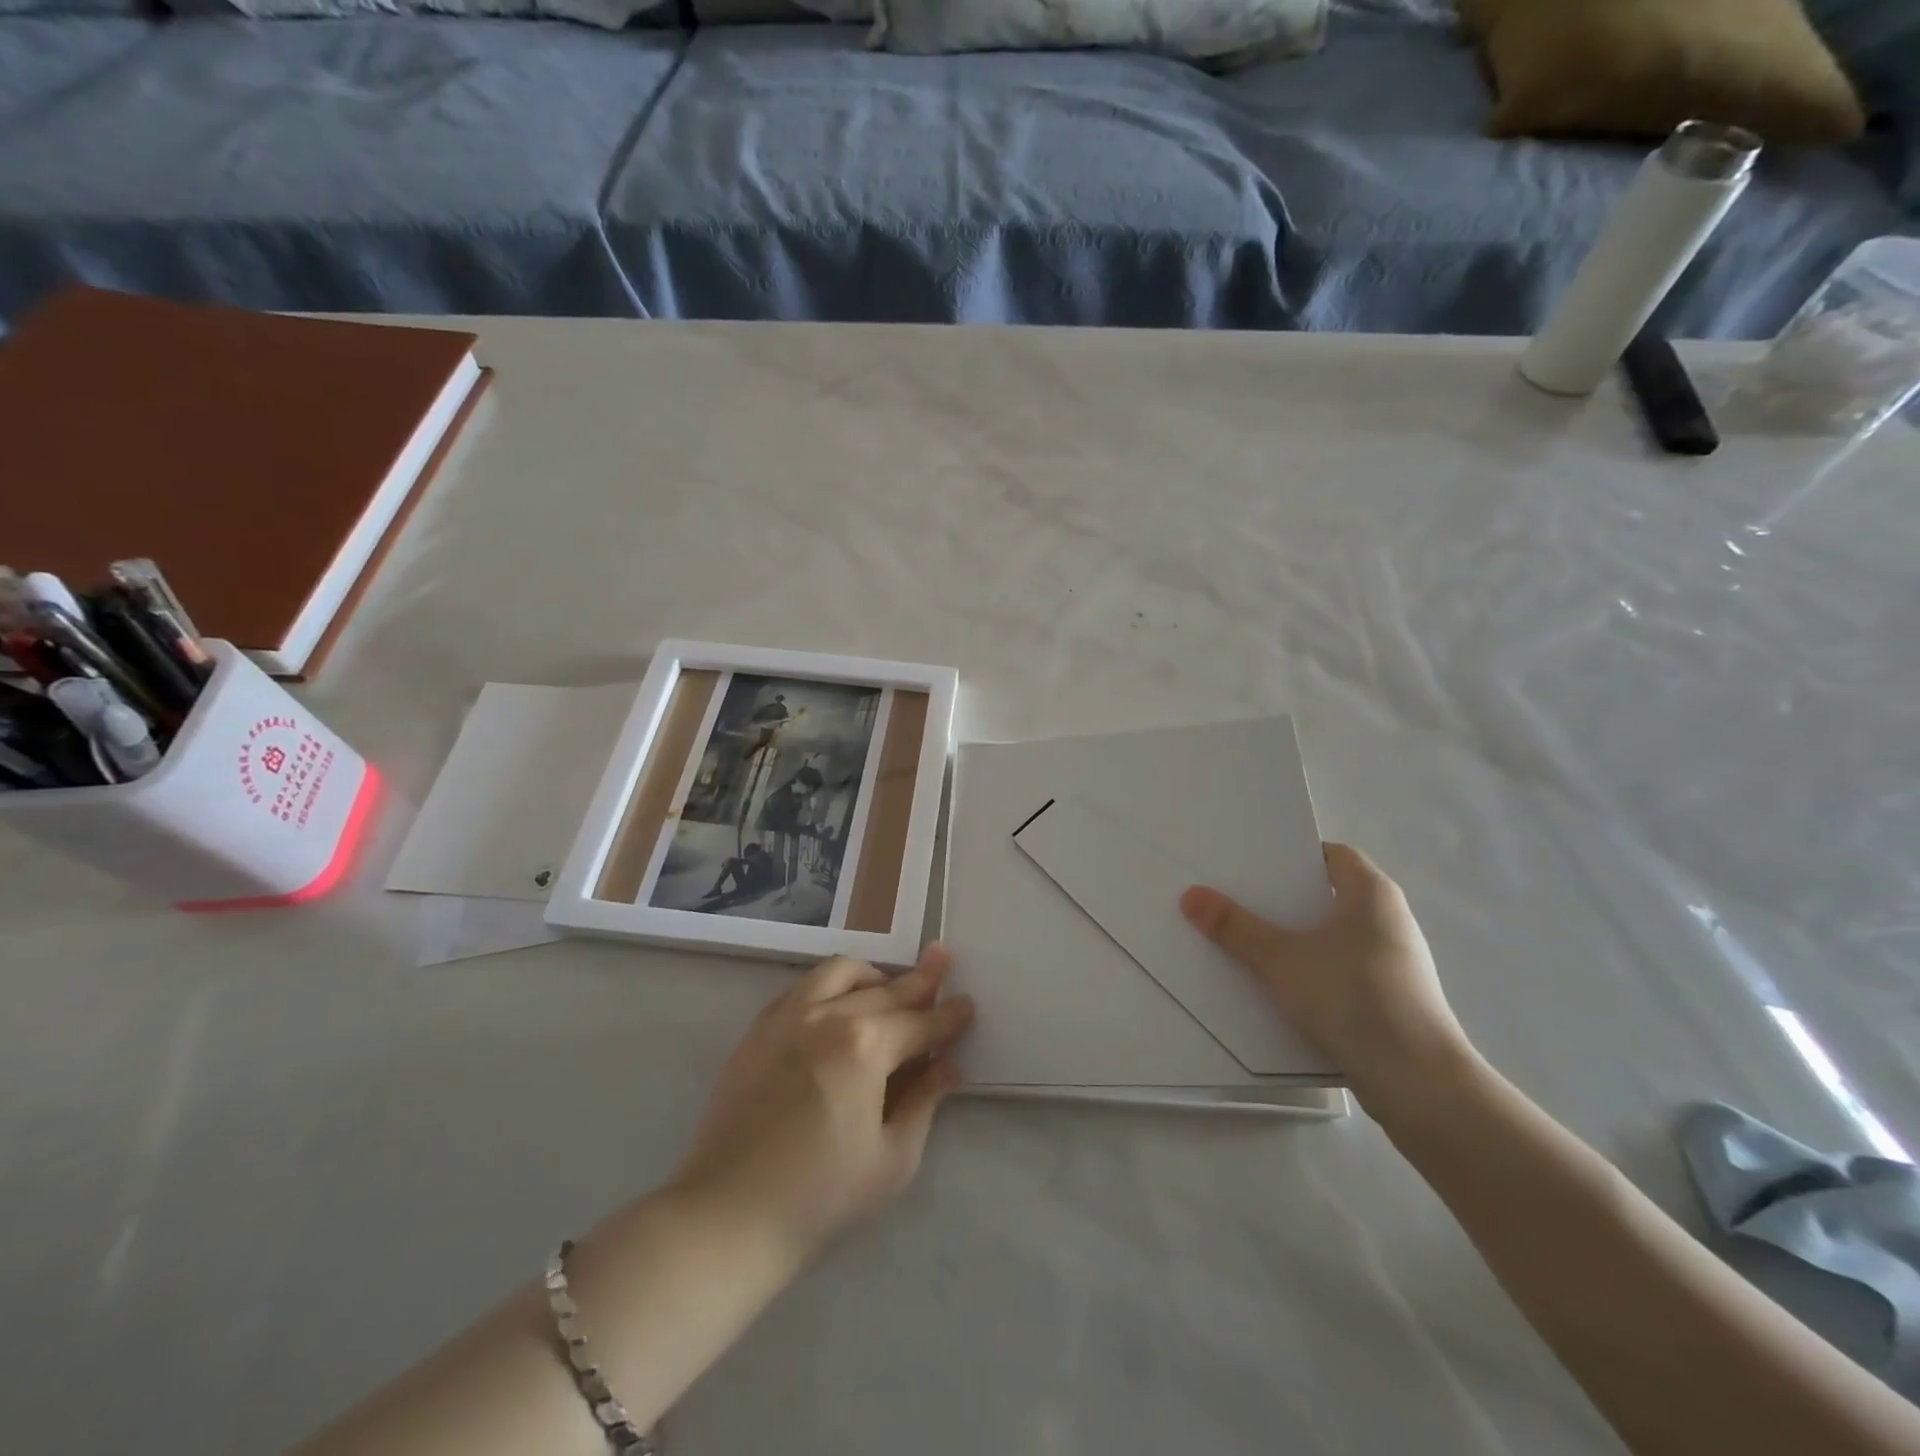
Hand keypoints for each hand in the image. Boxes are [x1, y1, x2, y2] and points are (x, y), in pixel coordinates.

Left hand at [669, 945, 974, 1261]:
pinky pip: (802, 986)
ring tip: (888, 984)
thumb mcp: (892, 1159)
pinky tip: (836, 1000)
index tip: (968, 1003)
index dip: (949, 1016)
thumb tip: (950, 1065)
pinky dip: (829, 984)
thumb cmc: (820, 1197)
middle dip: (921, 978)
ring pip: (839, 971)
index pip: (920, 1023)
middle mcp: (829, 1015)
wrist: (728, 1215)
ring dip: (872, 974)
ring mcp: (788, 1016)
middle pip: (886, 989)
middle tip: (942, 958)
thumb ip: (925, 1102)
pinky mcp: (759, 1028)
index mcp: (866, 1046)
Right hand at [1180, 843, 1475, 1097]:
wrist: (1419, 1084)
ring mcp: (1394, 963)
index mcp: (1372, 894)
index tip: (1252, 864)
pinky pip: (1341, 970)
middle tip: (1236, 898)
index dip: (1292, 855)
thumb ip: (1235, 927)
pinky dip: (1312, 971)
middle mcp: (1390, 920)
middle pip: (1327, 896)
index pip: (1331, 855)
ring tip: (1247, 941)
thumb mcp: (1280, 959)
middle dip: (1283, 899)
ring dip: (1295, 939)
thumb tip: (1191, 895)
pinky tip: (1279, 987)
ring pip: (1333, 937)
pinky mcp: (1391, 1000)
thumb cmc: (1352, 998)